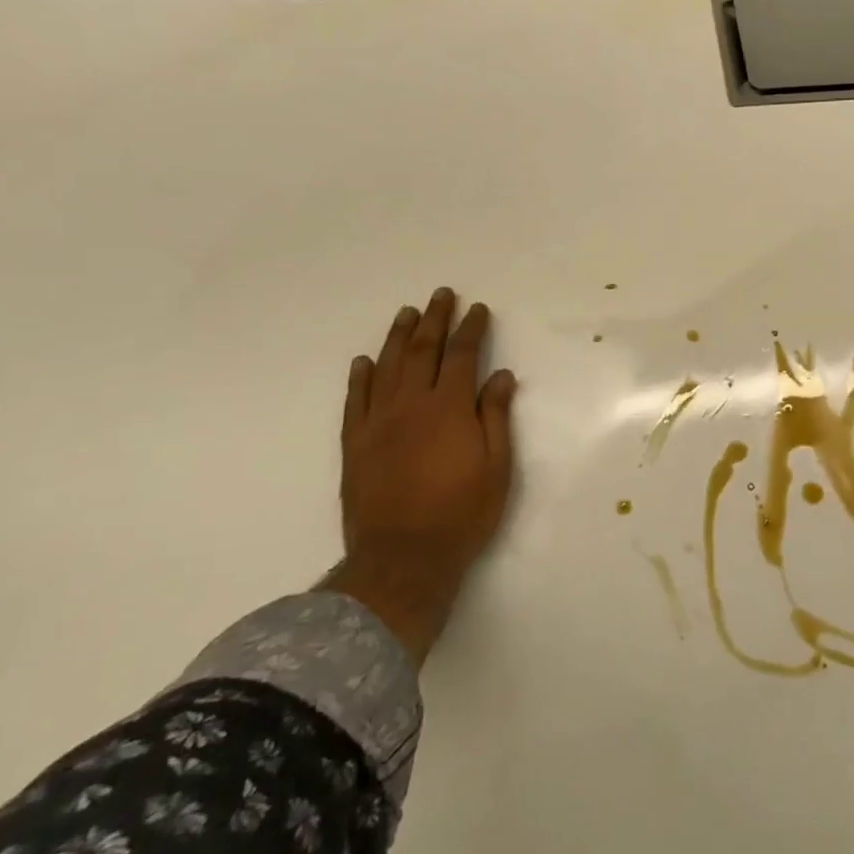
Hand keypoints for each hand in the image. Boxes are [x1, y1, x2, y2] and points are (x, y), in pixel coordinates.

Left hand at [331, 288, 516, 664]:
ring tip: (406, 313)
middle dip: (434, 320)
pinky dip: (360, 377)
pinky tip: (364, 361)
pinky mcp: (354, 444)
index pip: (462, 356)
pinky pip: (355, 401)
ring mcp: (377, 423)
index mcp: (449, 408)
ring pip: (386, 368)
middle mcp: (411, 405)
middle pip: (422, 351)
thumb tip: (500, 375)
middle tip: (440, 295)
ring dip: (397, 337)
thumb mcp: (496, 466)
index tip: (477, 309)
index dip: (471, 329)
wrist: (402, 558)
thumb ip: (495, 416)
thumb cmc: (462, 513)